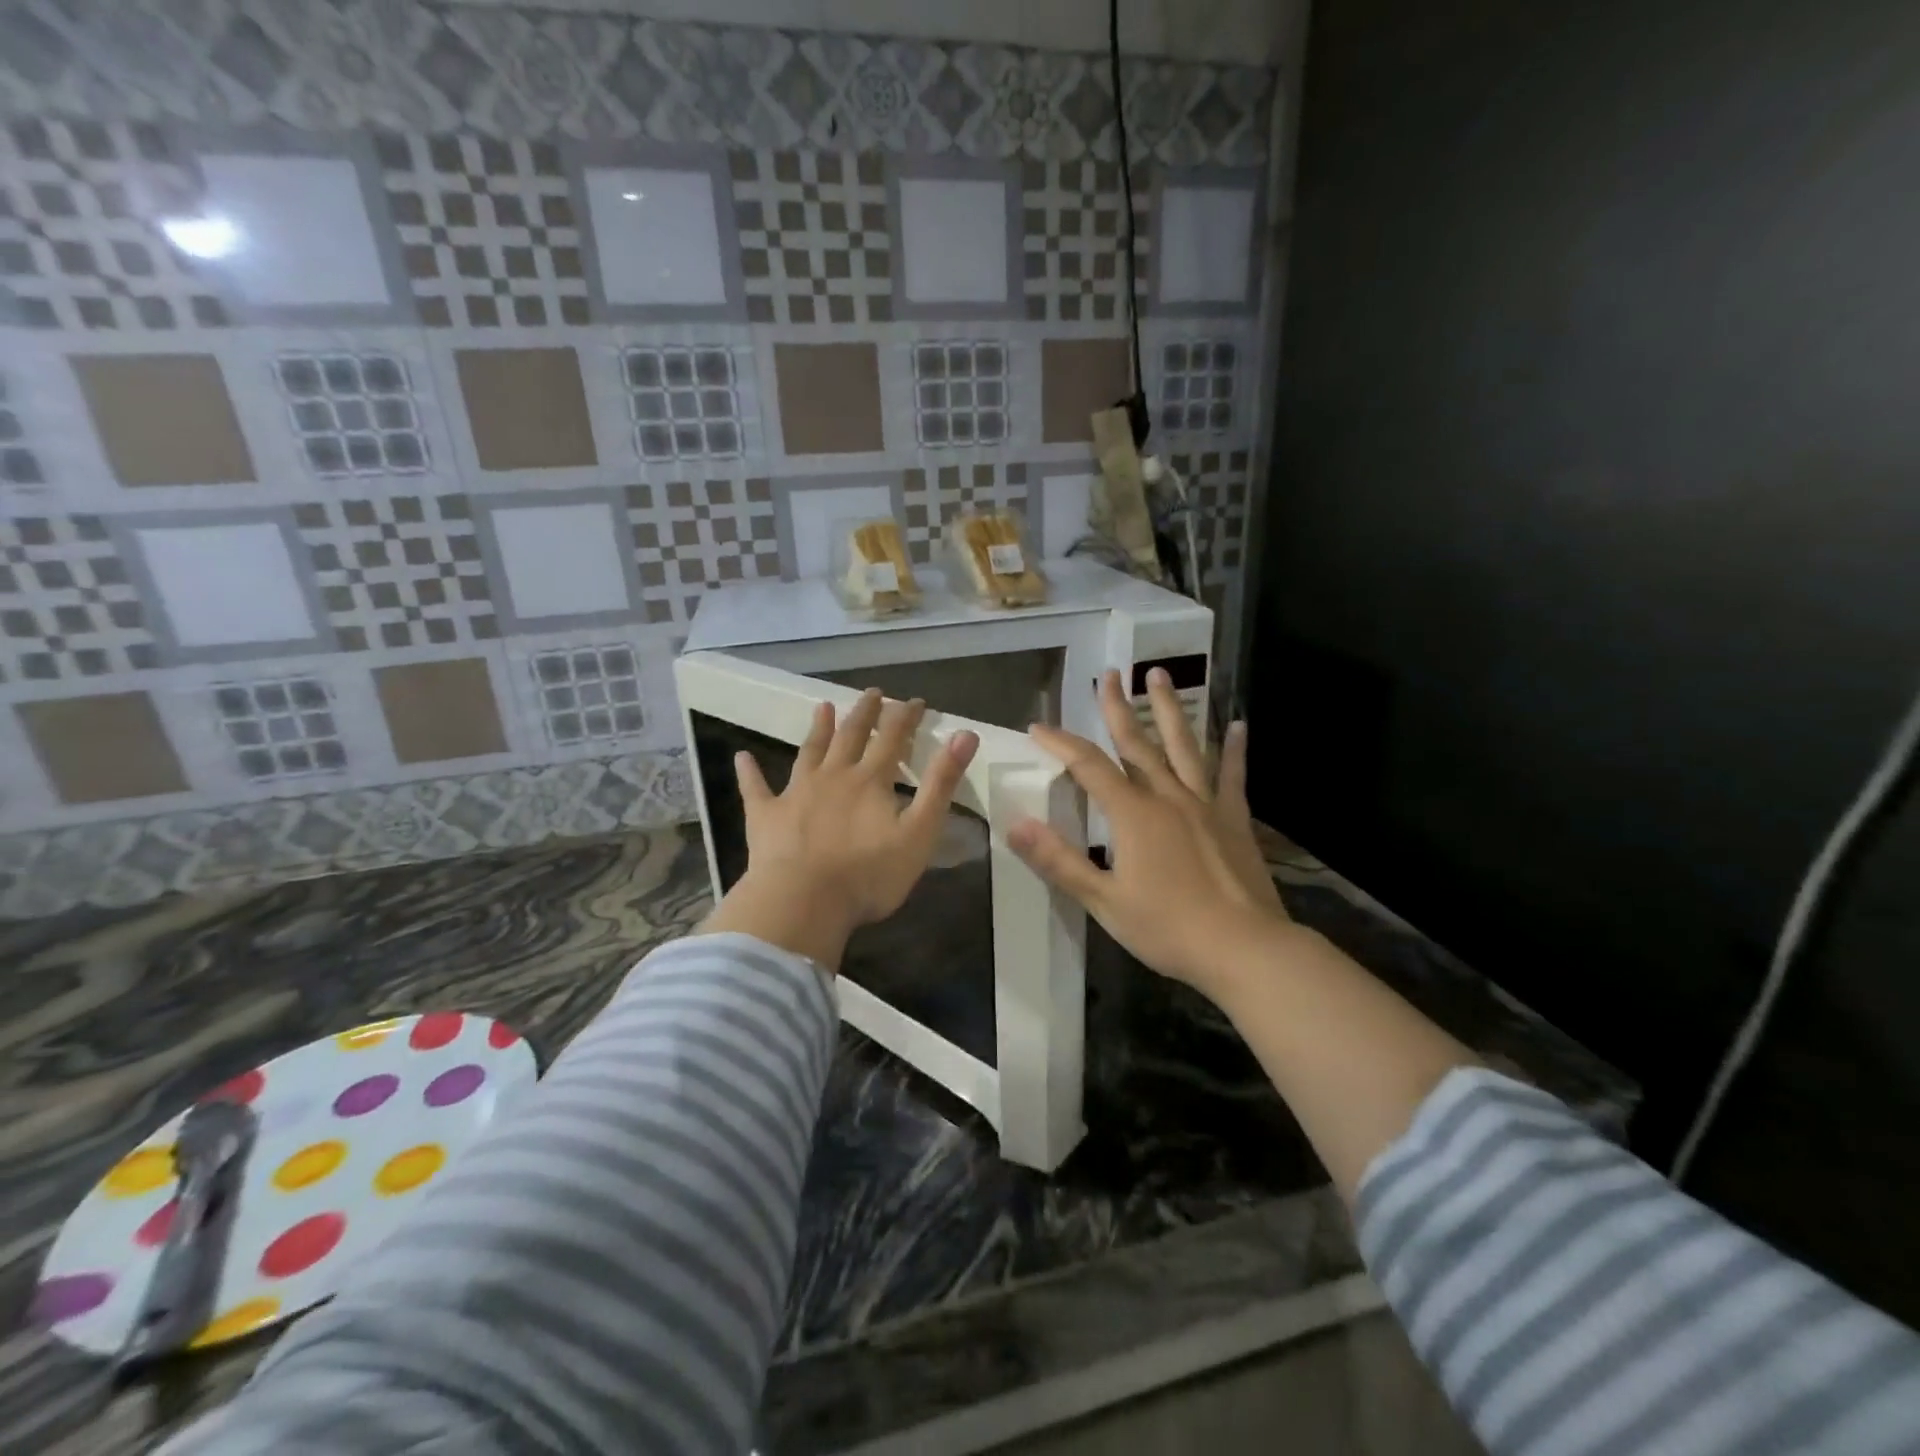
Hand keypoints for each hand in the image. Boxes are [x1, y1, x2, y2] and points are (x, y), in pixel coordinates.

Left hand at [701, 689, 978, 967]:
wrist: (804, 901)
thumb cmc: (869, 874)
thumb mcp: (920, 832)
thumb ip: (941, 783)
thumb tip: (966, 734)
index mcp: (870, 781)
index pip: (893, 738)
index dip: (906, 717)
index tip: (916, 701)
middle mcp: (833, 776)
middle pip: (851, 735)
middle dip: (865, 713)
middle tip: (872, 692)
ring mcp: (796, 793)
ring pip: (809, 752)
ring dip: (818, 729)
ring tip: (822, 707)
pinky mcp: (766, 816)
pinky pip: (756, 789)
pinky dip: (750, 772)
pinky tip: (742, 758)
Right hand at [1009, 669, 1288, 996]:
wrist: (1244, 948)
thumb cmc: (1168, 928)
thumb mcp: (1104, 901)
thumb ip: (1059, 861)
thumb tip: (1015, 825)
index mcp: (1133, 814)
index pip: (1088, 767)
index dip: (1061, 743)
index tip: (1038, 726)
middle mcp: (1168, 797)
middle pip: (1137, 743)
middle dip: (1118, 707)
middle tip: (1110, 673)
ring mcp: (1205, 805)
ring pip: (1184, 746)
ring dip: (1169, 709)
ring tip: (1161, 675)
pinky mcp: (1234, 819)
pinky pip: (1232, 777)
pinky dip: (1234, 750)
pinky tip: (1239, 725)